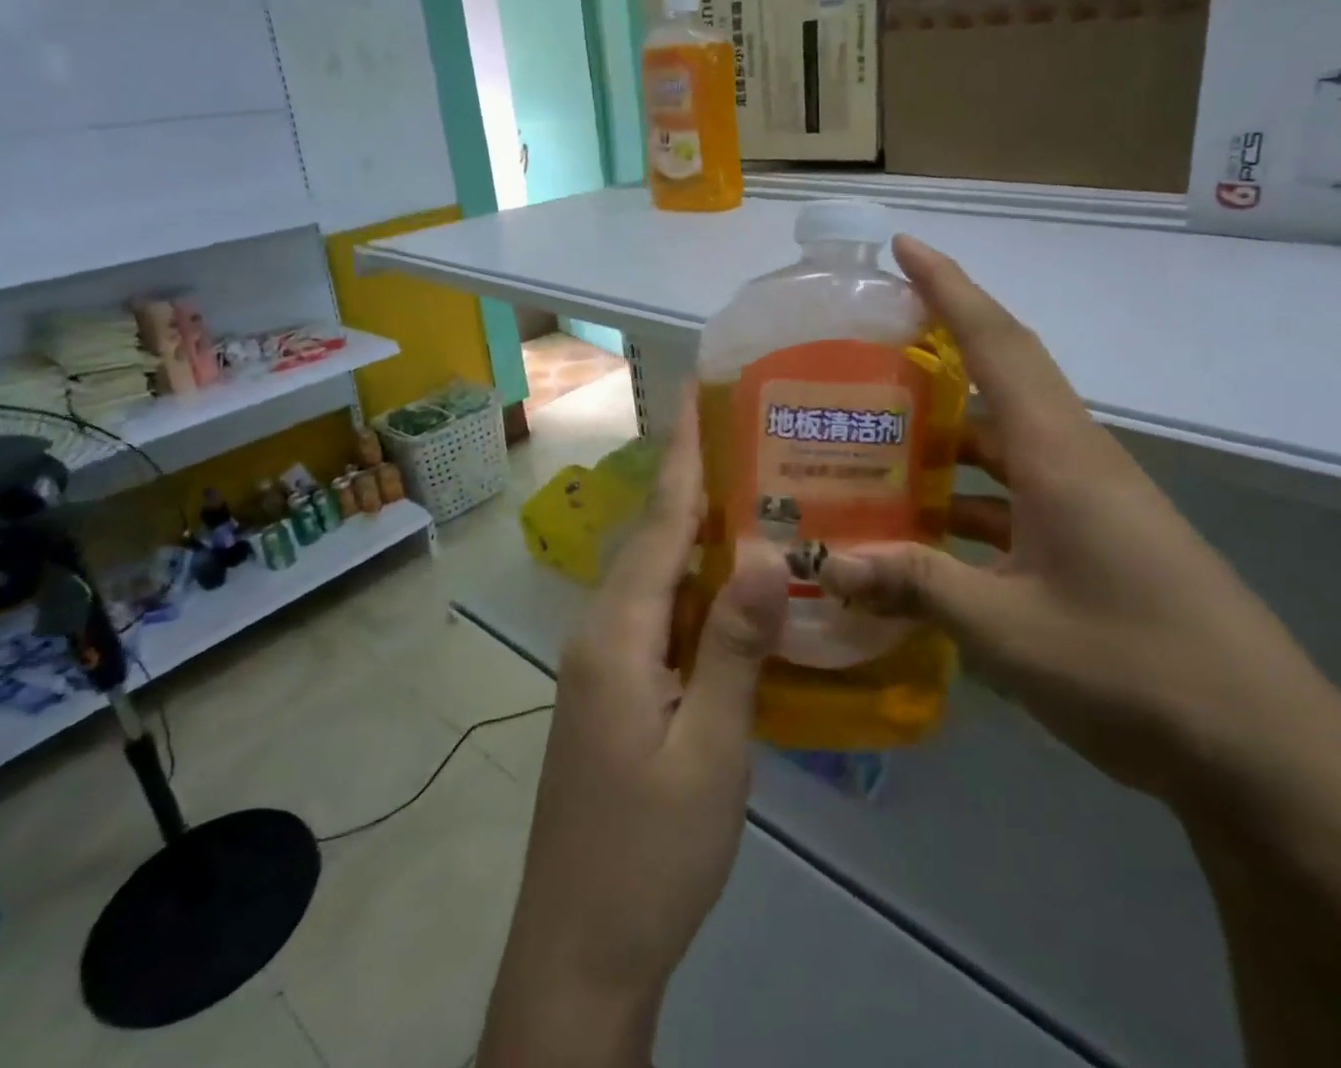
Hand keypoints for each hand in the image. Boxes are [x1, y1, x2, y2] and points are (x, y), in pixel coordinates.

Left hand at [481, 396, 785, 1067]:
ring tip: (754, 493)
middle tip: (751, 435)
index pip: (659, 522)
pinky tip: (731, 586)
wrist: (580, 951)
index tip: (696, 390)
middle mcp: (602, 632)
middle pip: (654, 540)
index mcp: (619, 634)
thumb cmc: (650, 853)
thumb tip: (760, 551)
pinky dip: (694, 587)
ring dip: (698, 534)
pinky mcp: (613, 692)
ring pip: (656, 578)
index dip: (683, 453)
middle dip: (696, 482)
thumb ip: (733, 647)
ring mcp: (603, 664)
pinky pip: (658, 616)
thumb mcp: (709, 751)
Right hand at [821, 235, 1340, 820]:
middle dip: (934, 353)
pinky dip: (964, 502)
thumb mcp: (1007, 628)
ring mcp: (1087, 504)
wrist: (1265, 755)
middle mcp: (1074, 461)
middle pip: (998, 381)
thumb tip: (828, 564)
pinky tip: (919, 536)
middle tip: (860, 354)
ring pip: (1000, 447)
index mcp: (1059, 454)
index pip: (997, 343)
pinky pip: (1013, 499)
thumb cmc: (1135, 669)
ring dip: (942, 439)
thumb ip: (913, 585)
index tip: (904, 246)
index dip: (949, 287)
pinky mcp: (1093, 543)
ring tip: (869, 444)